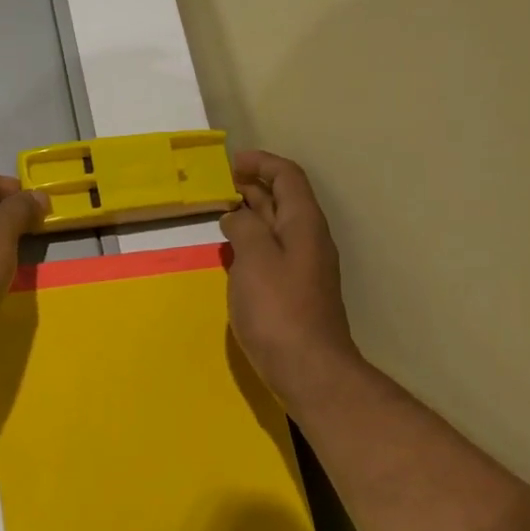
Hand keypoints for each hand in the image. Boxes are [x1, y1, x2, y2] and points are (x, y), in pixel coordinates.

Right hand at [221, 150, 362, 401]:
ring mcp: (304, 266)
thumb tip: (237, 216)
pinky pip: (274, 251)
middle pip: (285, 199)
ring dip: (253, 213)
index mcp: (303, 223)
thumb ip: (244, 228)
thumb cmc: (278, 309)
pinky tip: (233, 251)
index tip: (232, 162)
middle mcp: (308, 238)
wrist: (308, 368)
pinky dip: (253, 240)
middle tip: (221, 185)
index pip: (288, 176)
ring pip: (278, 226)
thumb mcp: (255, 258)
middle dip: (255, 185)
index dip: (262, 163)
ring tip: (222, 212)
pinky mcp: (295, 290)